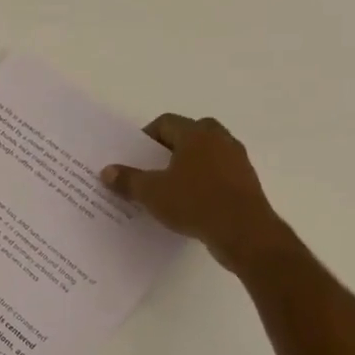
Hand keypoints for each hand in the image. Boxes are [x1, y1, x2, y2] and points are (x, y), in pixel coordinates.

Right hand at [102, 114, 290, 275]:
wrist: (244, 232)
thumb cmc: (195, 203)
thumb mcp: (152, 193)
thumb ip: (128, 180)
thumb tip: (107, 171)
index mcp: (196, 134)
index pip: (166, 122)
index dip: (147, 136)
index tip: (136, 156)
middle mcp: (220, 139)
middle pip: (190, 133)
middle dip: (171, 147)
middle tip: (154, 166)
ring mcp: (237, 160)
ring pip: (208, 152)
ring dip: (190, 164)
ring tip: (172, 186)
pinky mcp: (247, 181)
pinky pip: (220, 172)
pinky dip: (206, 180)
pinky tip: (193, 201)